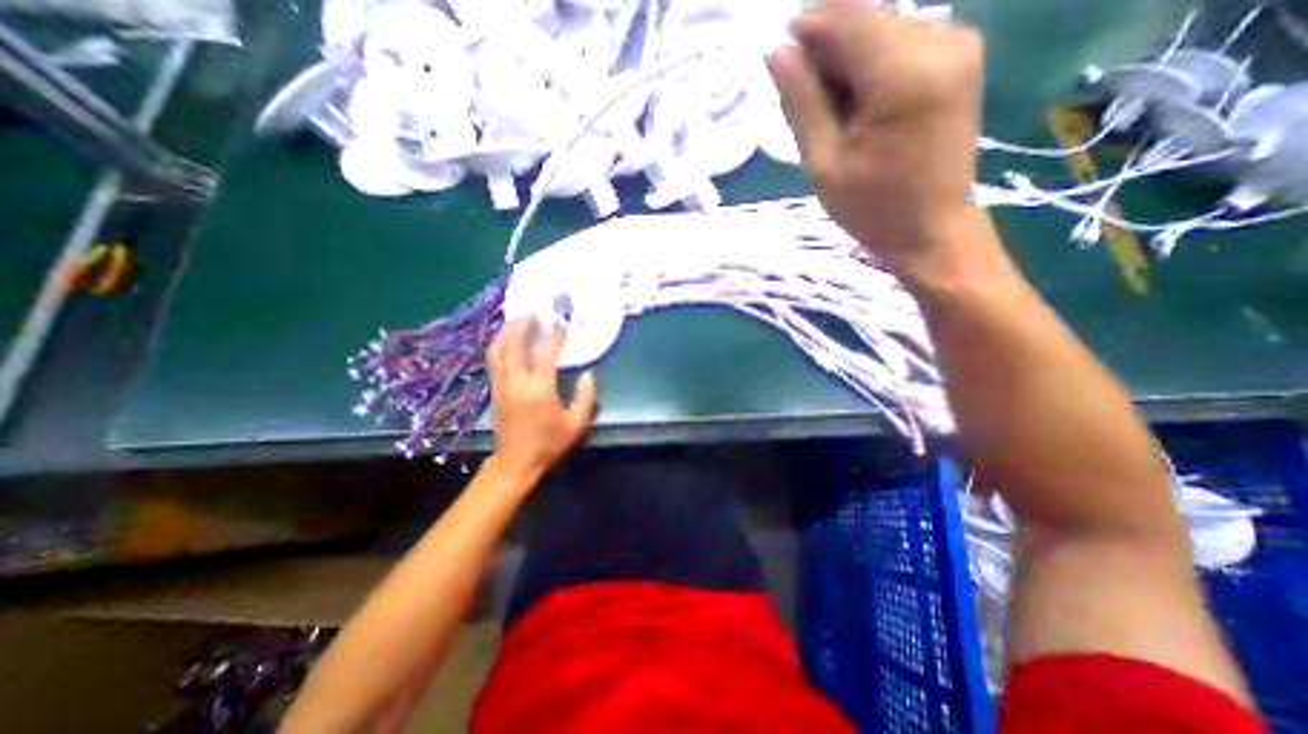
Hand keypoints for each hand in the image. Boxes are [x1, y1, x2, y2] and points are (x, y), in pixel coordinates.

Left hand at [483, 317, 596, 478]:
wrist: (517, 461)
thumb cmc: (549, 443)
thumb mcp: (576, 423)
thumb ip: (585, 397)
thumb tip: (587, 375)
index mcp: (539, 388)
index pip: (545, 353)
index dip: (553, 336)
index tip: (561, 326)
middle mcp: (516, 382)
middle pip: (513, 345)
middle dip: (521, 326)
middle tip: (532, 313)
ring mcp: (501, 385)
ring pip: (497, 351)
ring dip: (505, 333)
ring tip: (516, 321)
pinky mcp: (494, 390)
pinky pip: (493, 361)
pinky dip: (499, 346)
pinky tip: (507, 341)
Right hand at [767, 1, 980, 274]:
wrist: (931, 229)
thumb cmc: (871, 208)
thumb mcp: (824, 164)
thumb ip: (802, 104)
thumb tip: (776, 54)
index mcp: (904, 75)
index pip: (846, 21)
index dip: (806, 29)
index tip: (777, 56)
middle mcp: (941, 42)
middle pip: (866, 19)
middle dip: (826, 50)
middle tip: (804, 99)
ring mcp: (958, 45)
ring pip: (882, 28)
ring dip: (847, 61)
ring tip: (831, 112)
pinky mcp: (960, 58)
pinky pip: (901, 42)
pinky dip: (870, 67)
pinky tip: (858, 106)